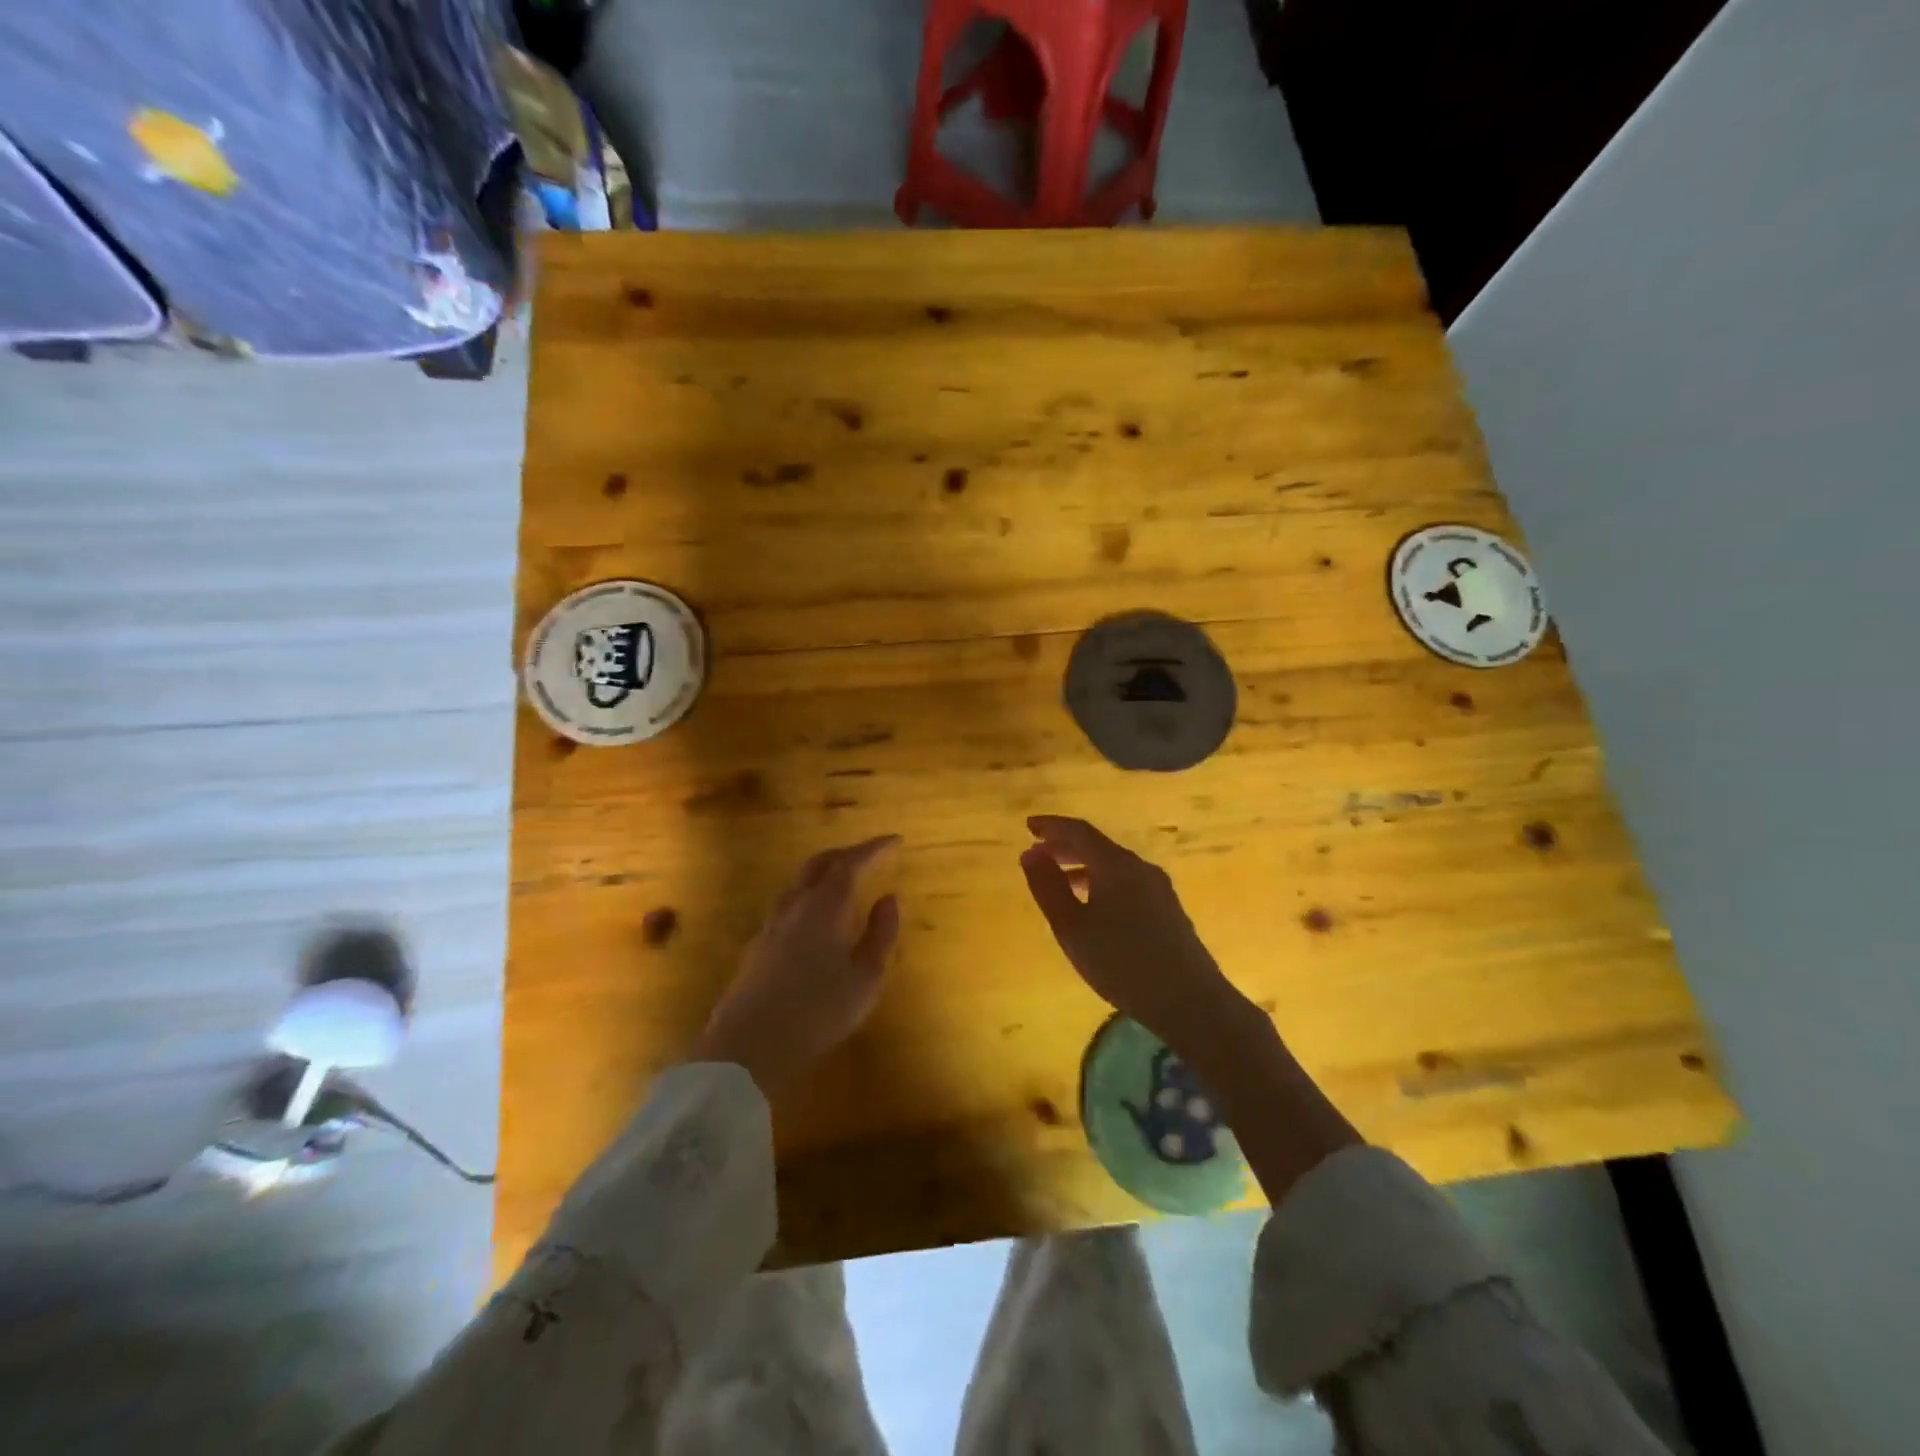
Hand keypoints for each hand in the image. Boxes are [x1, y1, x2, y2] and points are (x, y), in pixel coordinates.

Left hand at [692, 836, 902, 1095]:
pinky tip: (818, 917)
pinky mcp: (758, 945)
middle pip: (820, 864)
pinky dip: (811, 895)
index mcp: (824, 907)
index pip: (851, 863)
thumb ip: (881, 934)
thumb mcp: (865, 978)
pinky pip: (789, 903)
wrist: (748, 1047)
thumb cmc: (817, 1012)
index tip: (896, 840)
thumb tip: (889, 898)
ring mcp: (771, 924)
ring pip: (800, 882)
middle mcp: (795, 905)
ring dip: (826, 873)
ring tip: (847, 882)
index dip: (874, 848)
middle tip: (872, 855)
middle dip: (848, 854)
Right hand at [1019, 815, 1250, 1060]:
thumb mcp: (1072, 927)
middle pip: (1097, 846)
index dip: (1052, 826)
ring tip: (1059, 884)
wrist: (1190, 1001)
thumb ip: (1048, 887)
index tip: (1029, 826)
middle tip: (1038, 854)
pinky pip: (1126, 883)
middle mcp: (1139, 867)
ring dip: (1082, 868)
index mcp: (1115, 864)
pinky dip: (1101, 883)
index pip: (1079, 831)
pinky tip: (1093, 909)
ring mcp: (1158, 888)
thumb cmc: (1121, 962)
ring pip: (1113, 866)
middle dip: (1065, 847)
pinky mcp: (1168, 910)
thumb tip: (1030, 853)